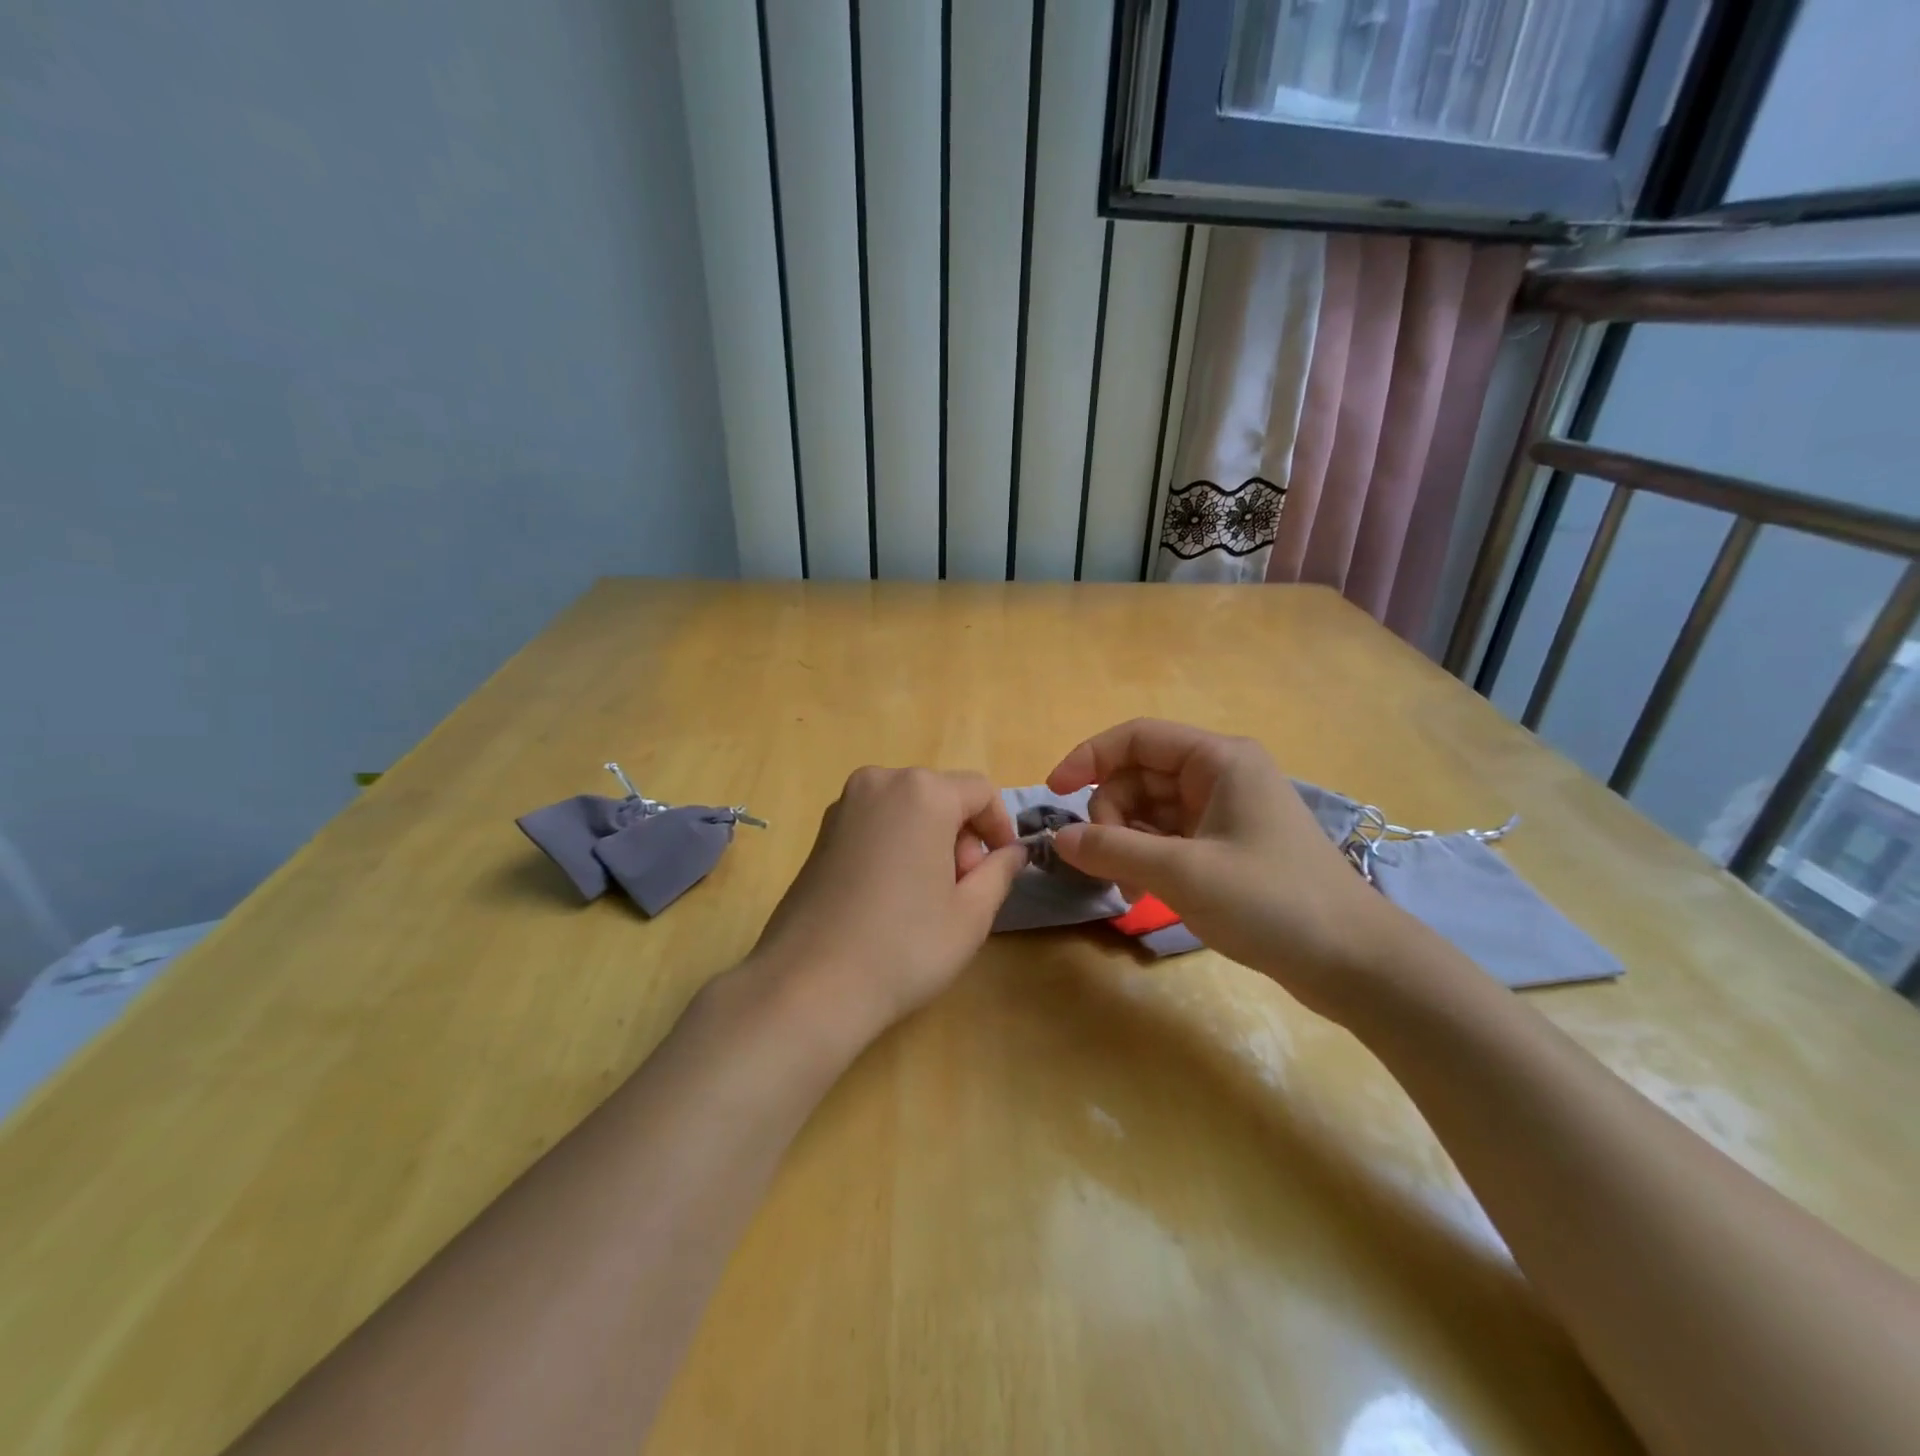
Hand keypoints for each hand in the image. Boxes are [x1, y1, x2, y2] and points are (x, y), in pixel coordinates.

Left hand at [747, 767, 1027, 1043]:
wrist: (809, 985)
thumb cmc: (904, 946)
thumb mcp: (972, 913)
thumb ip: (1001, 871)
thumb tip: (1012, 852)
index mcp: (922, 792)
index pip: (980, 791)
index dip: (1000, 828)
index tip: (1001, 869)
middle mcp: (880, 782)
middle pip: (941, 796)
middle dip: (962, 836)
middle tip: (961, 891)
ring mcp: (844, 805)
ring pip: (908, 810)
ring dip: (929, 841)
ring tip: (926, 898)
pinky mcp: (821, 832)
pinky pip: (877, 823)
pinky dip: (896, 845)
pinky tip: (890, 896)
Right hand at [1046, 719, 1390, 1015]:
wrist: (1354, 962)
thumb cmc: (1272, 901)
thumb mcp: (1182, 873)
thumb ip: (1113, 850)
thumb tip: (1059, 839)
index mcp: (1218, 759)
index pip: (1135, 738)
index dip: (1088, 758)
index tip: (1053, 794)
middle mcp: (1219, 775)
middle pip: (1138, 777)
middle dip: (1111, 817)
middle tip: (1108, 866)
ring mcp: (1224, 811)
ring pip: (1149, 811)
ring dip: (1126, 844)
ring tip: (1129, 890)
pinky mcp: (1227, 845)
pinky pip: (1167, 838)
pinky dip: (1147, 860)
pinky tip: (1143, 894)